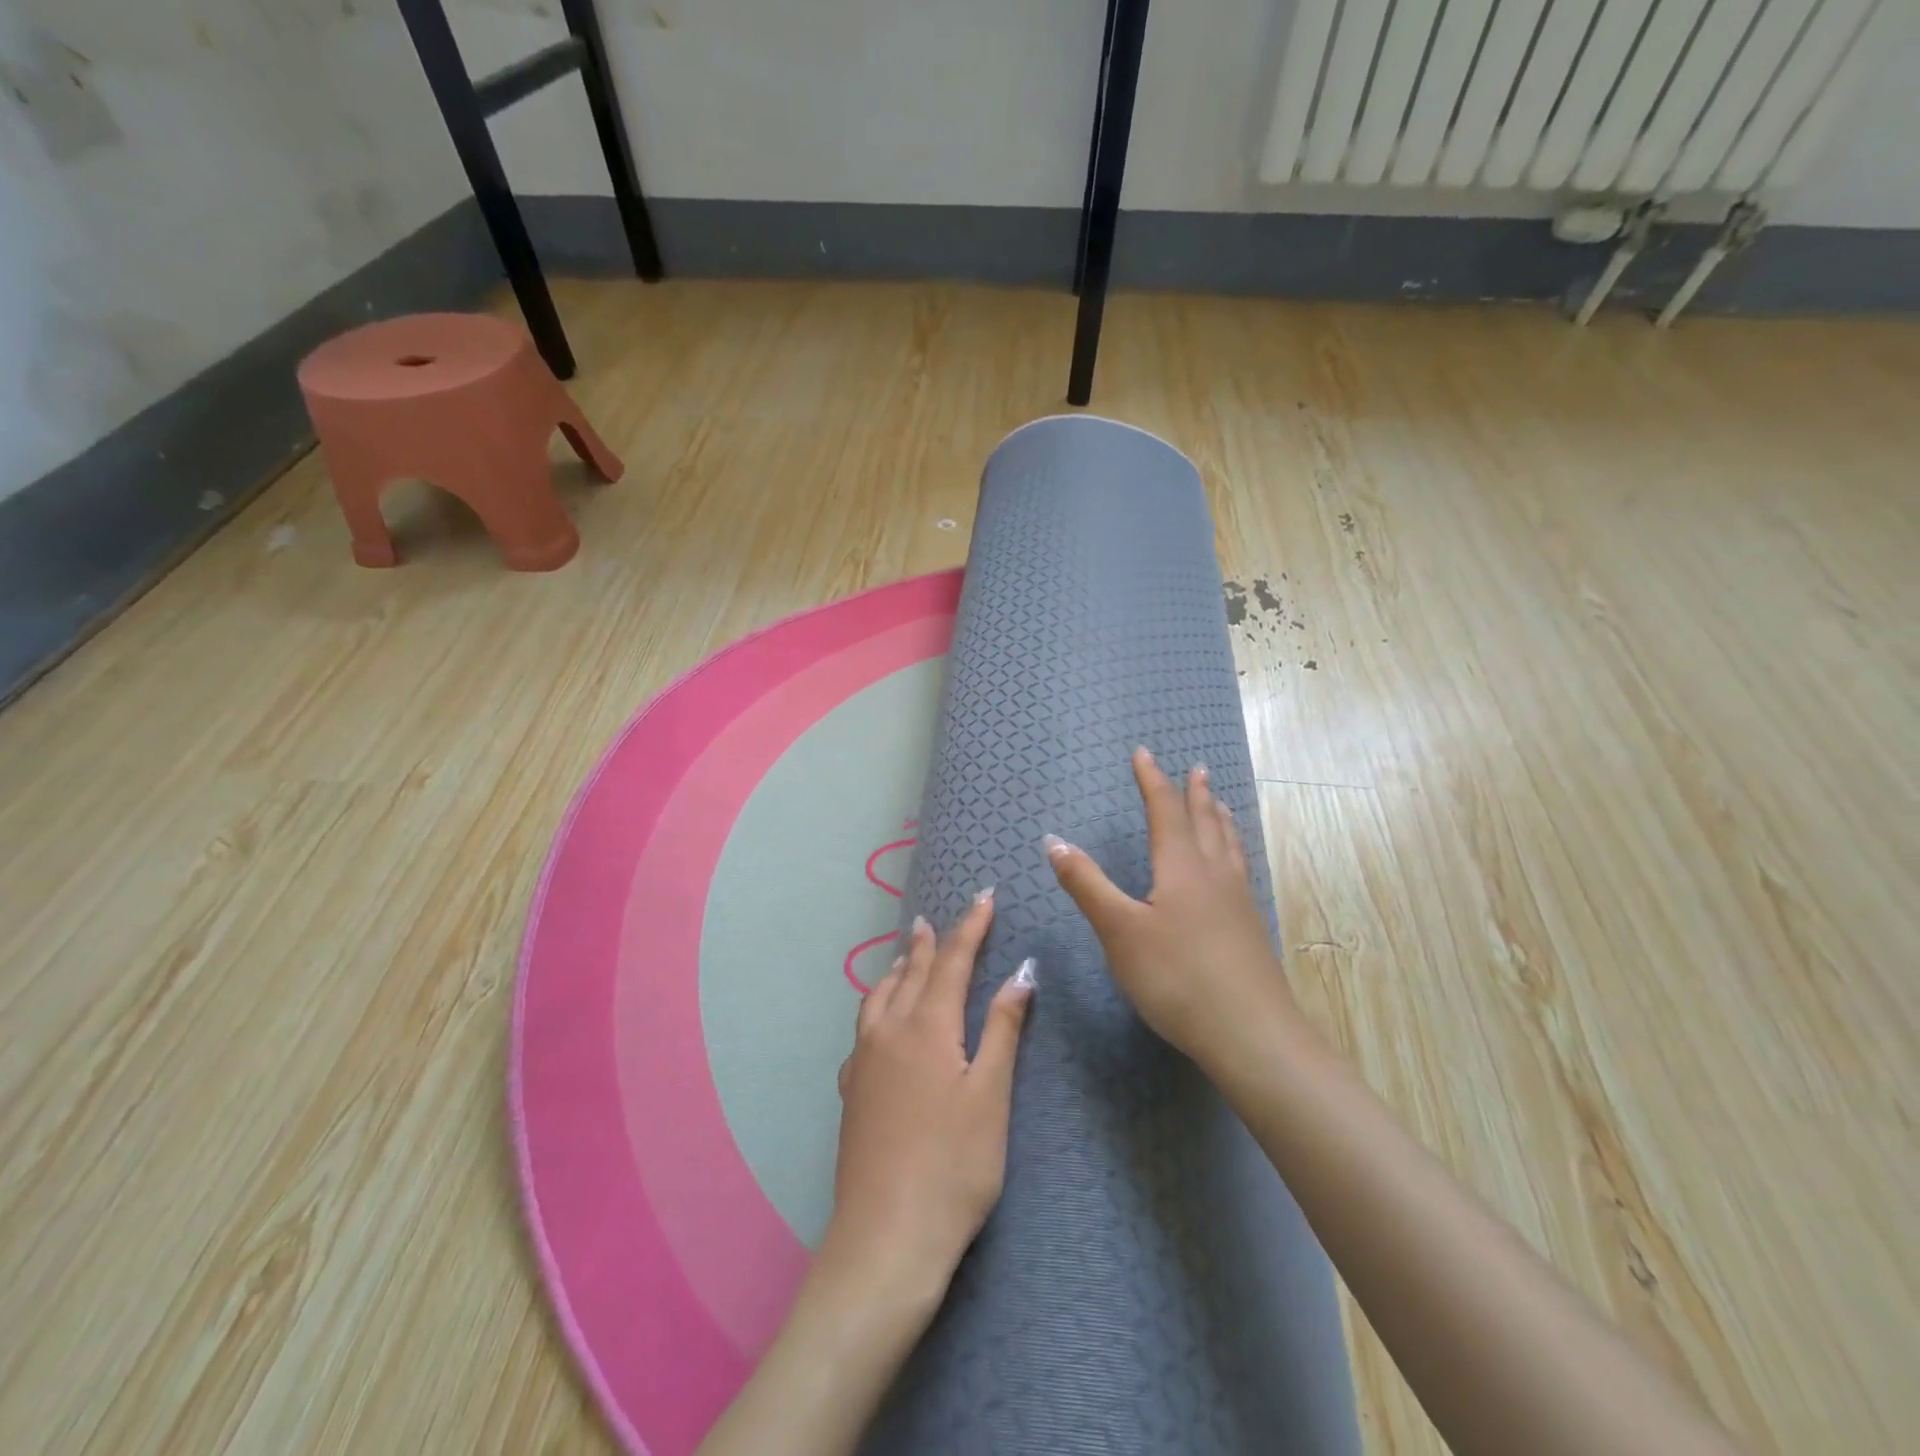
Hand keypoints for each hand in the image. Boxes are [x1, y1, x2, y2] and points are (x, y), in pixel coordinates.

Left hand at [820, 893, 1035, 1315]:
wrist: (886, 1237)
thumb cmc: (954, 1165)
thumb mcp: (990, 1095)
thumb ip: (1003, 1028)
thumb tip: (1021, 971)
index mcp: (927, 1026)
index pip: (952, 961)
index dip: (970, 927)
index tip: (984, 897)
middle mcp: (888, 1032)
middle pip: (911, 972)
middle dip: (929, 943)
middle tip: (935, 918)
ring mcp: (863, 1061)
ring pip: (878, 997)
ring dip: (897, 970)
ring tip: (907, 957)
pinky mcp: (851, 1090)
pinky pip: (863, 1028)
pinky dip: (877, 1006)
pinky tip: (880, 1023)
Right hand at [1044, 747, 1297, 1068]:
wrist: (1250, 1034)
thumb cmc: (1176, 977)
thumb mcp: (1119, 930)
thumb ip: (1086, 884)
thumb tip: (1054, 840)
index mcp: (1181, 867)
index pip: (1164, 811)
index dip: (1152, 780)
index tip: (1143, 752)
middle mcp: (1213, 875)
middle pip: (1204, 822)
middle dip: (1194, 794)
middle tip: (1196, 769)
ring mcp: (1237, 902)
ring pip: (1228, 846)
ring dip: (1219, 819)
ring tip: (1219, 804)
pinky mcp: (1249, 929)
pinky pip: (1239, 870)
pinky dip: (1232, 851)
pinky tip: (1232, 869)